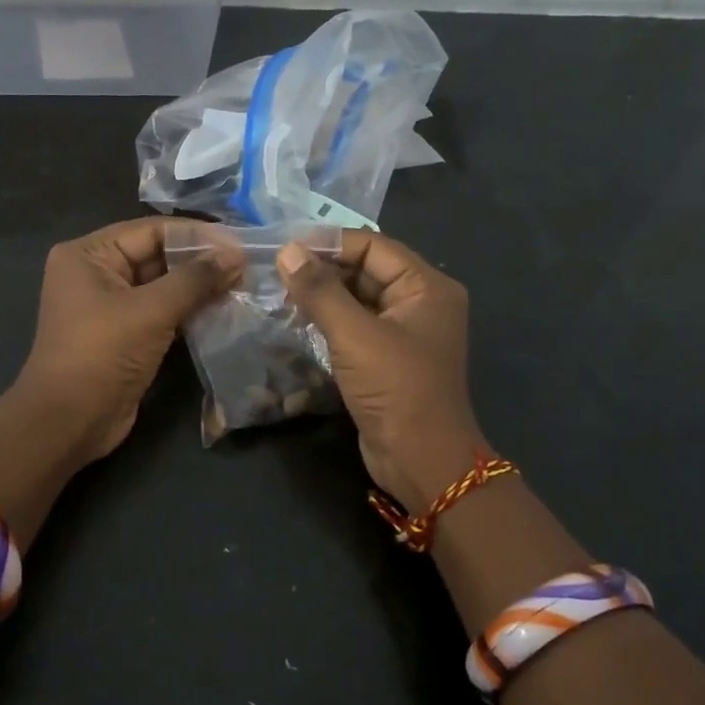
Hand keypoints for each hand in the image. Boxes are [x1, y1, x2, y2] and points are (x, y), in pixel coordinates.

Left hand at [16, 217, 237, 461]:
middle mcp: (95, 273)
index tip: (240, 243)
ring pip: (162, 286)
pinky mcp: (124, 335)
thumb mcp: (151, 311)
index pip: (151, 231)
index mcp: (88, 255)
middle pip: (156, 256)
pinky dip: (188, 311)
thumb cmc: (102, 354)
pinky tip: (223, 310)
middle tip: (247, 266)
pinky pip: (160, 313)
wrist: (69, 422)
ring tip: (242, 285)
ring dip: (198, 288)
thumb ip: (195, 280)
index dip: (197, 236)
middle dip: (200, 262)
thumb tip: (237, 255)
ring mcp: (109, 306)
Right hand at [277, 231, 487, 511]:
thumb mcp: (355, 335)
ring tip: (280, 295)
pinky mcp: (388, 359)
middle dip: (323, 271)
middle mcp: (420, 303)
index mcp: (427, 287)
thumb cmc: (396, 389)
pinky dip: (329, 323)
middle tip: (277, 272)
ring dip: (323, 298)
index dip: (329, 243)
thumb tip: (288, 252)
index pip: (373, 247)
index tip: (285, 247)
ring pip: (358, 301)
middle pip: (366, 272)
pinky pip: (356, 328)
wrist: (421, 460)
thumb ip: (320, 291)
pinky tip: (297, 322)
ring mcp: (404, 333)